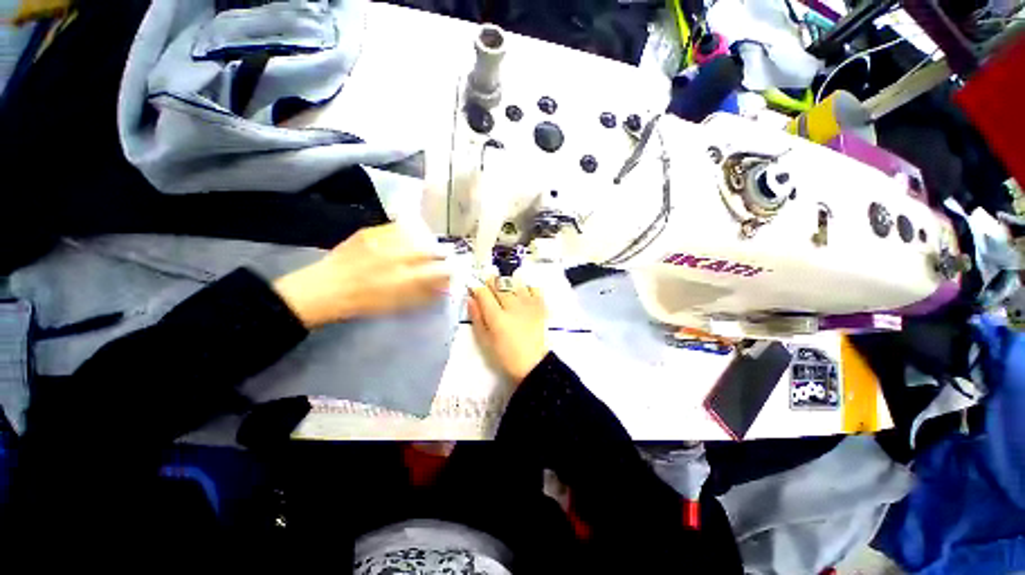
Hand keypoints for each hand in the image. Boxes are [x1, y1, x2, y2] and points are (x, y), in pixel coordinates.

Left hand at [273, 224, 450, 328]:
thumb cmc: (365, 302)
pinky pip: (397, 227)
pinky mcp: (370, 232)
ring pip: (416, 235)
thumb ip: (425, 294)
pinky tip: (407, 237)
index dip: (450, 270)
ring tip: (425, 246)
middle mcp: (397, 258)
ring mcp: (383, 242)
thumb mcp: (399, 304)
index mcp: (405, 280)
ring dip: (426, 241)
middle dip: (441, 253)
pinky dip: (408, 231)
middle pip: (431, 250)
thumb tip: (446, 287)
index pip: (439, 271)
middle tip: (441, 256)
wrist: (326, 288)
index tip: (452, 270)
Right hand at [468, 277, 548, 383]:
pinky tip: (523, 290)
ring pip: (516, 283)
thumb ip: (477, 318)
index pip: (484, 294)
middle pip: (499, 286)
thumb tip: (471, 300)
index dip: (477, 288)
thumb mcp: (486, 341)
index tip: (475, 288)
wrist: (534, 363)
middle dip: (491, 281)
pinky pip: (534, 288)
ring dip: (508, 282)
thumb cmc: (506, 355)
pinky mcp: (540, 306)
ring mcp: (528, 304)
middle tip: (488, 281)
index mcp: (496, 317)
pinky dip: (527, 286)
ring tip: (505, 285)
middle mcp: (512, 306)